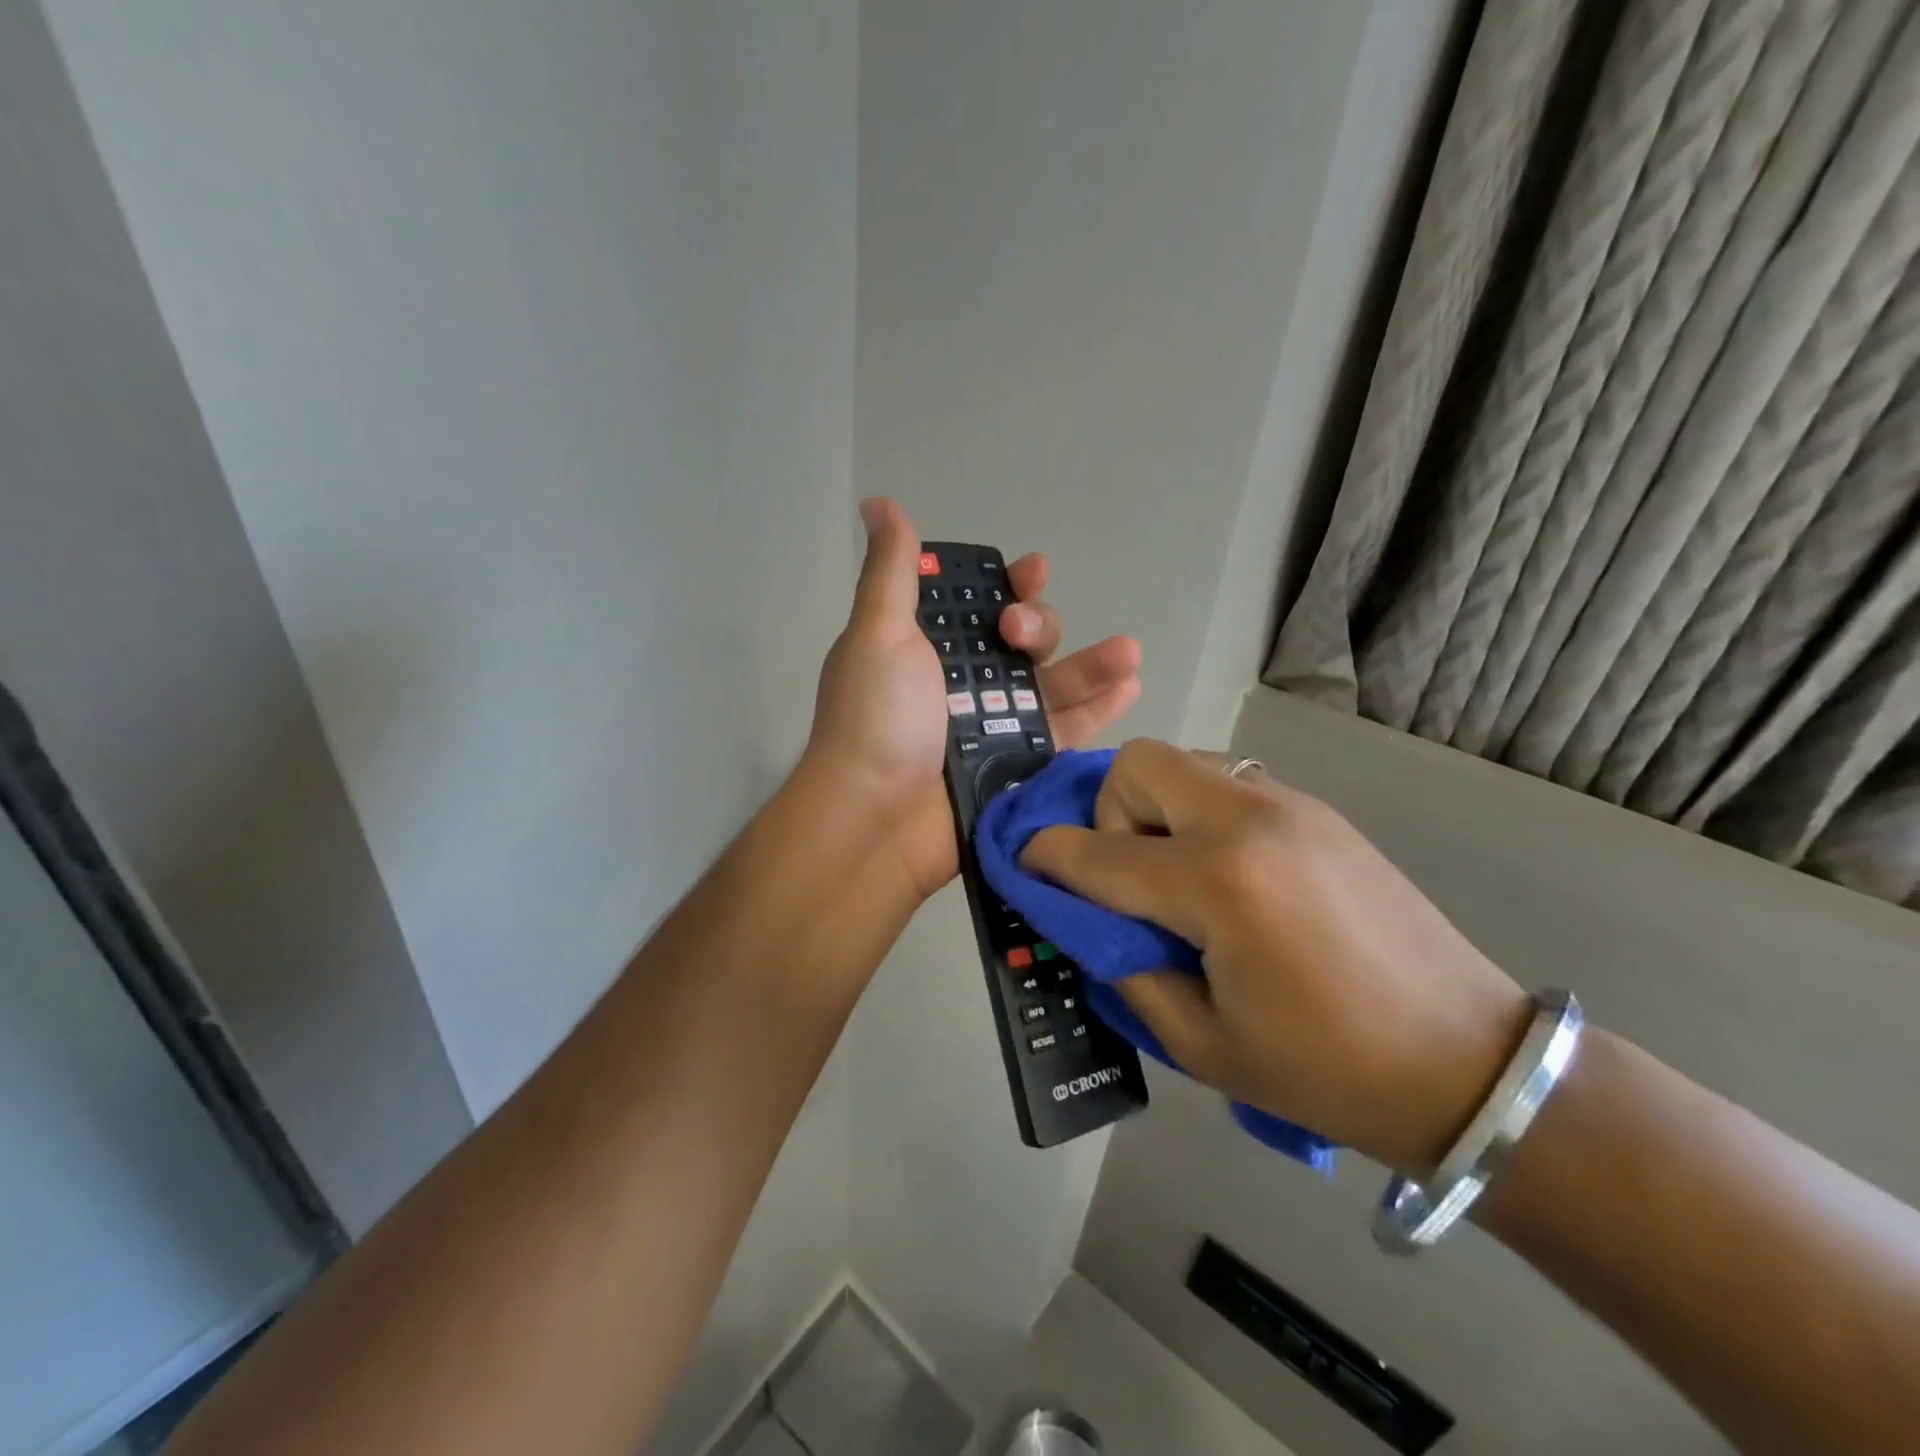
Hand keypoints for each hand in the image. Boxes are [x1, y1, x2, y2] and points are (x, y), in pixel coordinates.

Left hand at [806, 498, 1142, 899]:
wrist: (876, 820)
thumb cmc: (876, 719)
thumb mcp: (878, 634)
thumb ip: (891, 571)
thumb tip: (878, 503)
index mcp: (929, 648)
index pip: (980, 604)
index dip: (1009, 584)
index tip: (1032, 571)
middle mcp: (964, 683)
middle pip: (1023, 643)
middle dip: (1039, 625)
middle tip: (1023, 634)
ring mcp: (995, 726)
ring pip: (1053, 686)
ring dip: (1092, 664)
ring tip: (1129, 651)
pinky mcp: (1020, 766)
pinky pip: (1066, 733)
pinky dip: (1099, 711)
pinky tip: (1131, 687)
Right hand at [1020, 740, 1530, 1176]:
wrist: (1469, 1063)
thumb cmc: (1328, 1071)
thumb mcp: (1202, 1043)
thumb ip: (1126, 968)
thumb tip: (1088, 921)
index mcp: (1219, 885)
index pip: (1098, 854)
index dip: (1046, 857)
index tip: (1023, 863)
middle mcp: (1250, 821)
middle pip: (1138, 764)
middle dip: (1109, 813)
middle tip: (1130, 876)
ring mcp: (1290, 806)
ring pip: (1184, 763)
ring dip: (1156, 809)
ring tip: (1178, 876)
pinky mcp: (1318, 811)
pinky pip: (1228, 784)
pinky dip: (1200, 814)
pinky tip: (1228, 876)